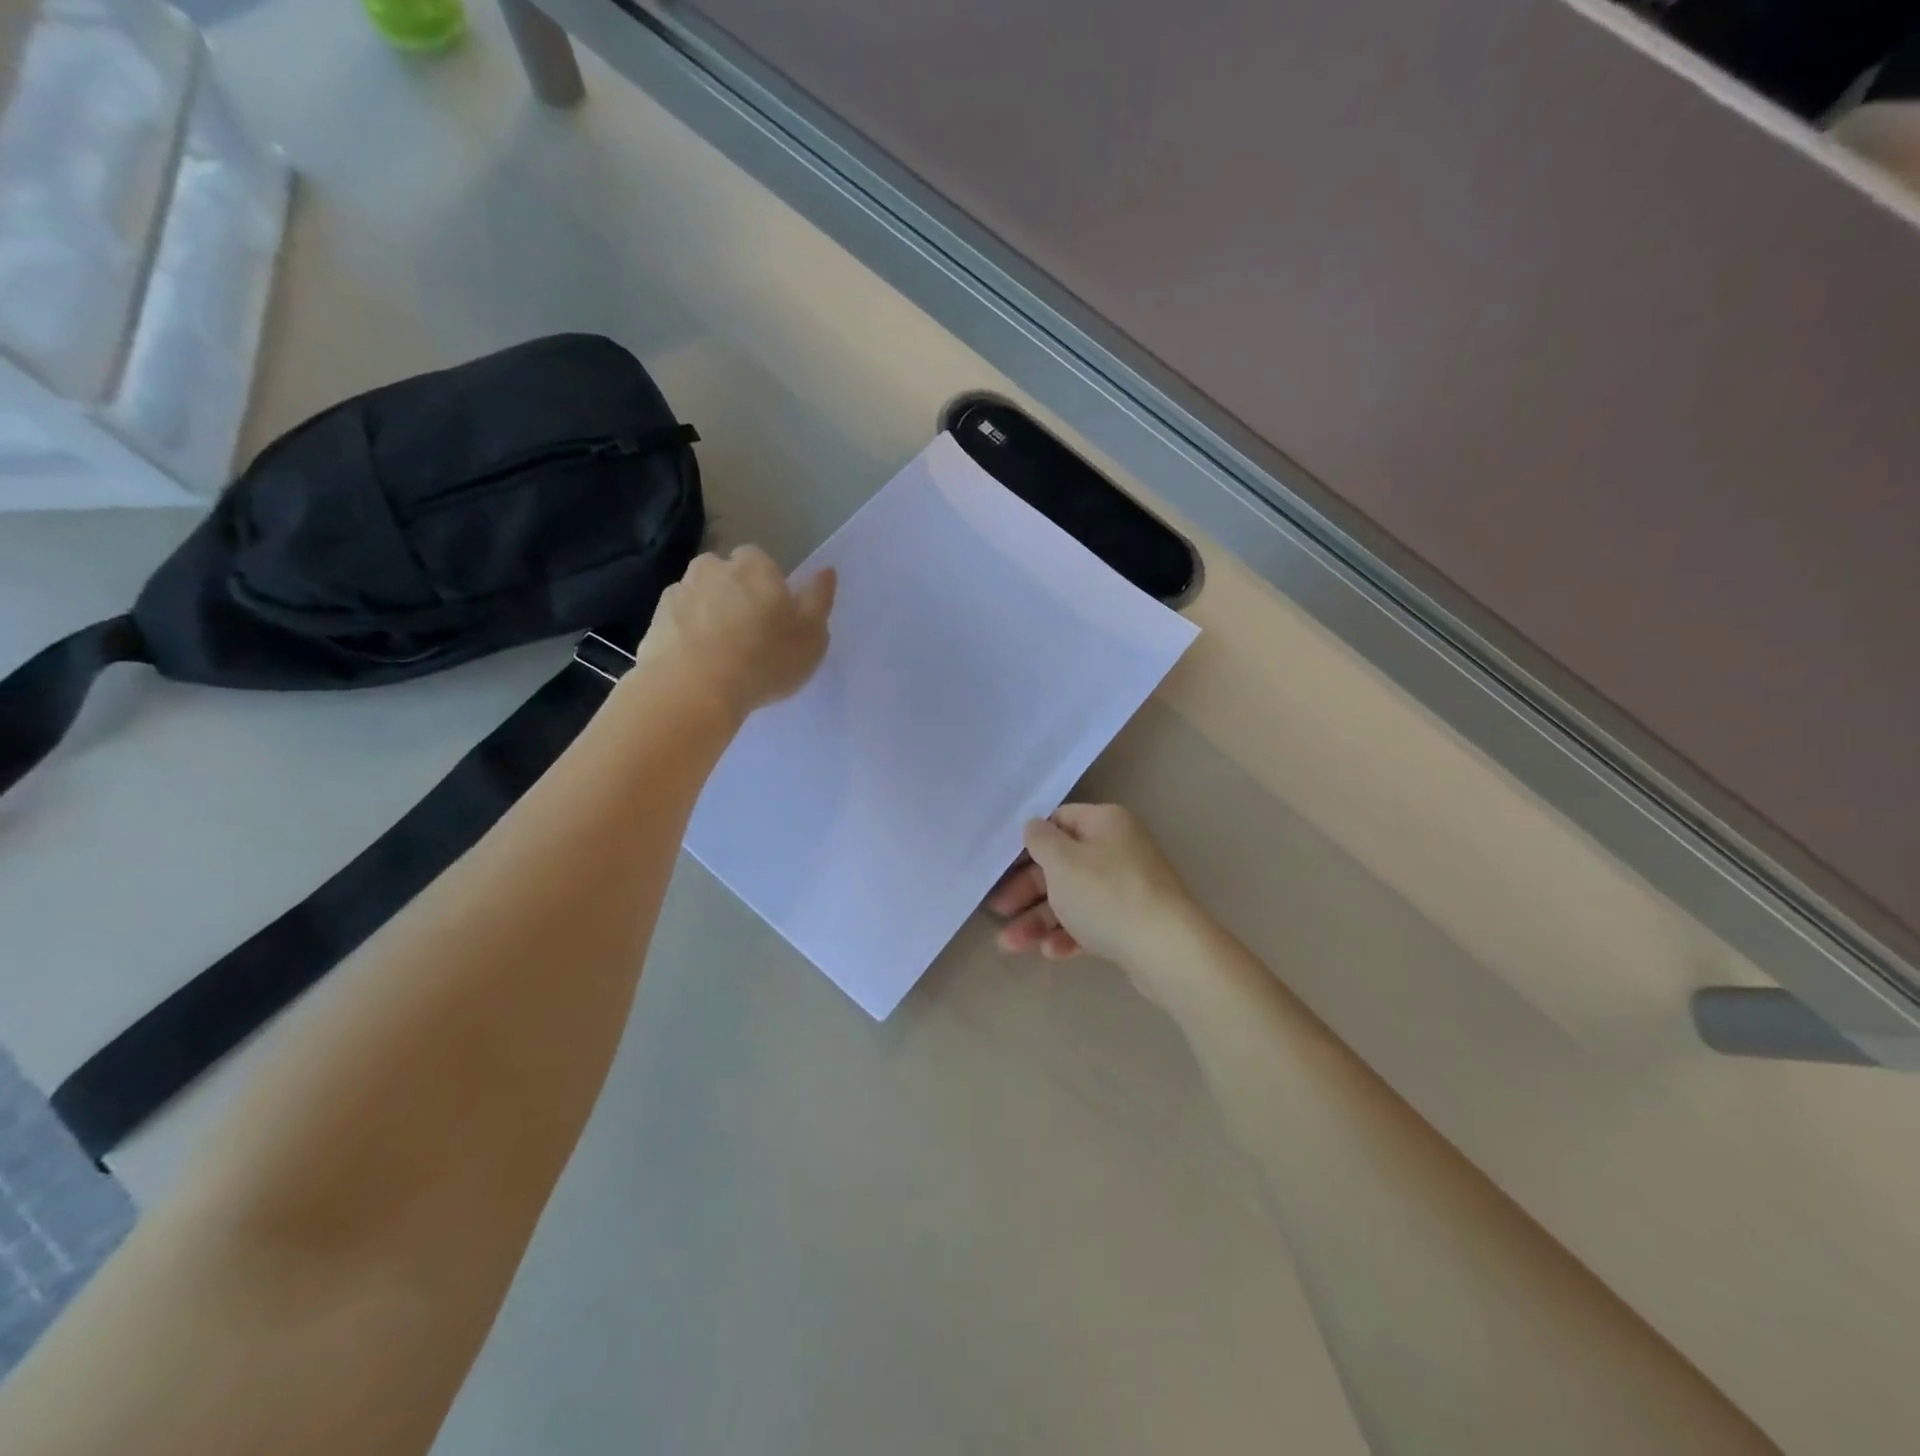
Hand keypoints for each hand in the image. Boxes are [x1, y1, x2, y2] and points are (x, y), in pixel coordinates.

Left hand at [636, 545, 835, 719]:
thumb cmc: (764, 660)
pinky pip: (677, 624)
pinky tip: (697, 665)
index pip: (761, 561)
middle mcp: (712, 568)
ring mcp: (678, 593)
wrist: (692, 690)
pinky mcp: (653, 621)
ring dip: (708, 615)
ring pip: (699, 597)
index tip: (774, 616)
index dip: (768, 586)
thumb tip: (826, 571)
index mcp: (754, 566)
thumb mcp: (812, 636)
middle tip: (748, 635)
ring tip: (720, 654)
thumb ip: (819, 600)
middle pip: (725, 575)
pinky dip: (686, 637)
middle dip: (734, 595)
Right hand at [986, 804, 1198, 973]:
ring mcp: (1127, 888)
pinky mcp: (1132, 923)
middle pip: (1062, 864)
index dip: (1029, 842)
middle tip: (998, 910)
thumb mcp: (1062, 861)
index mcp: (1105, 823)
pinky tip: (1050, 953)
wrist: (1166, 950)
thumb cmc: (1106, 894)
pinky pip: (1092, 923)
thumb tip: (1034, 826)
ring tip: (1010, 945)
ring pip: (1073, 898)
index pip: (1059, 821)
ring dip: (1040, 919)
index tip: (1002, 866)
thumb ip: (1040, 840)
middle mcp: (1118, 849)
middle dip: (1027, 890)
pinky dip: (1069, 935)